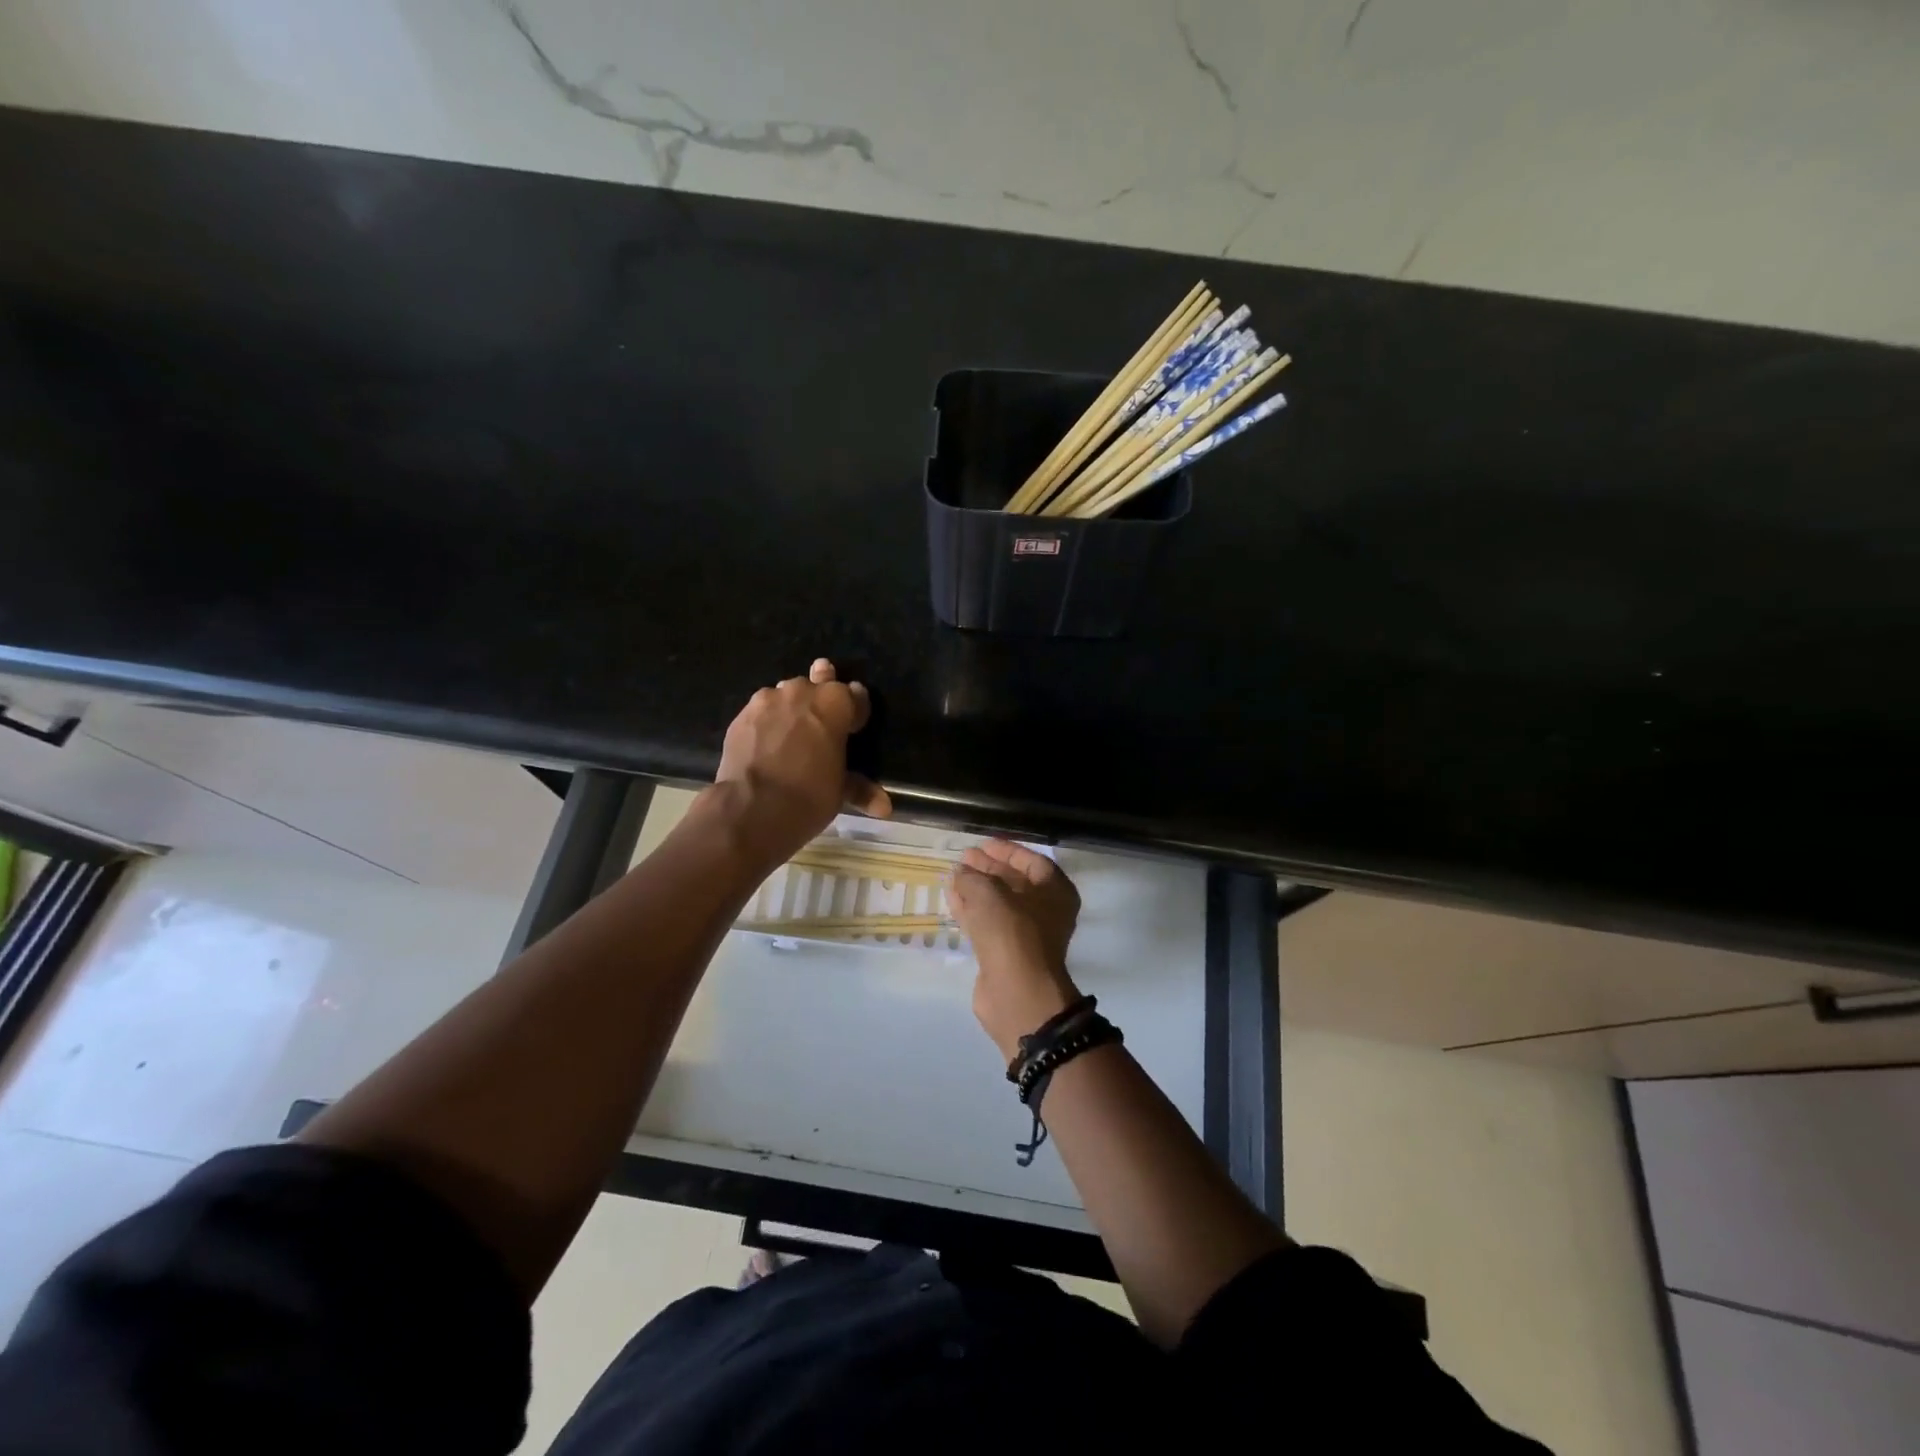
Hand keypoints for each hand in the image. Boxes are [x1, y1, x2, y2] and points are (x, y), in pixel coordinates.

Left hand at [712, 658, 890, 868]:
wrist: (751, 809)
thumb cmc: (808, 797)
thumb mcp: (839, 792)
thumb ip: (859, 788)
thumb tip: (885, 807)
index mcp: (834, 703)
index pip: (855, 695)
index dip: (857, 710)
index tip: (856, 724)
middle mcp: (801, 692)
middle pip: (817, 685)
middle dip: (822, 698)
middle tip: (823, 718)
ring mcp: (767, 701)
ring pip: (785, 695)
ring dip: (792, 708)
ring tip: (792, 731)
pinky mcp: (741, 716)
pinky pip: (761, 712)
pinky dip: (768, 723)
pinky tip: (767, 742)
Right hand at [949, 840, 1083, 1061]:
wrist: (1016, 993)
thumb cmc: (1012, 933)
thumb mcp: (989, 894)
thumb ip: (972, 877)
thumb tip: (960, 871)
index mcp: (1056, 892)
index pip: (1032, 861)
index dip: (1006, 851)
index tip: (981, 844)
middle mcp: (1045, 911)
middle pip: (1014, 882)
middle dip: (988, 869)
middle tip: (963, 858)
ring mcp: (1026, 935)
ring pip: (998, 904)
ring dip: (976, 889)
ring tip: (953, 874)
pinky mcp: (1005, 953)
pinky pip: (987, 923)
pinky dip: (971, 909)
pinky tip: (952, 898)